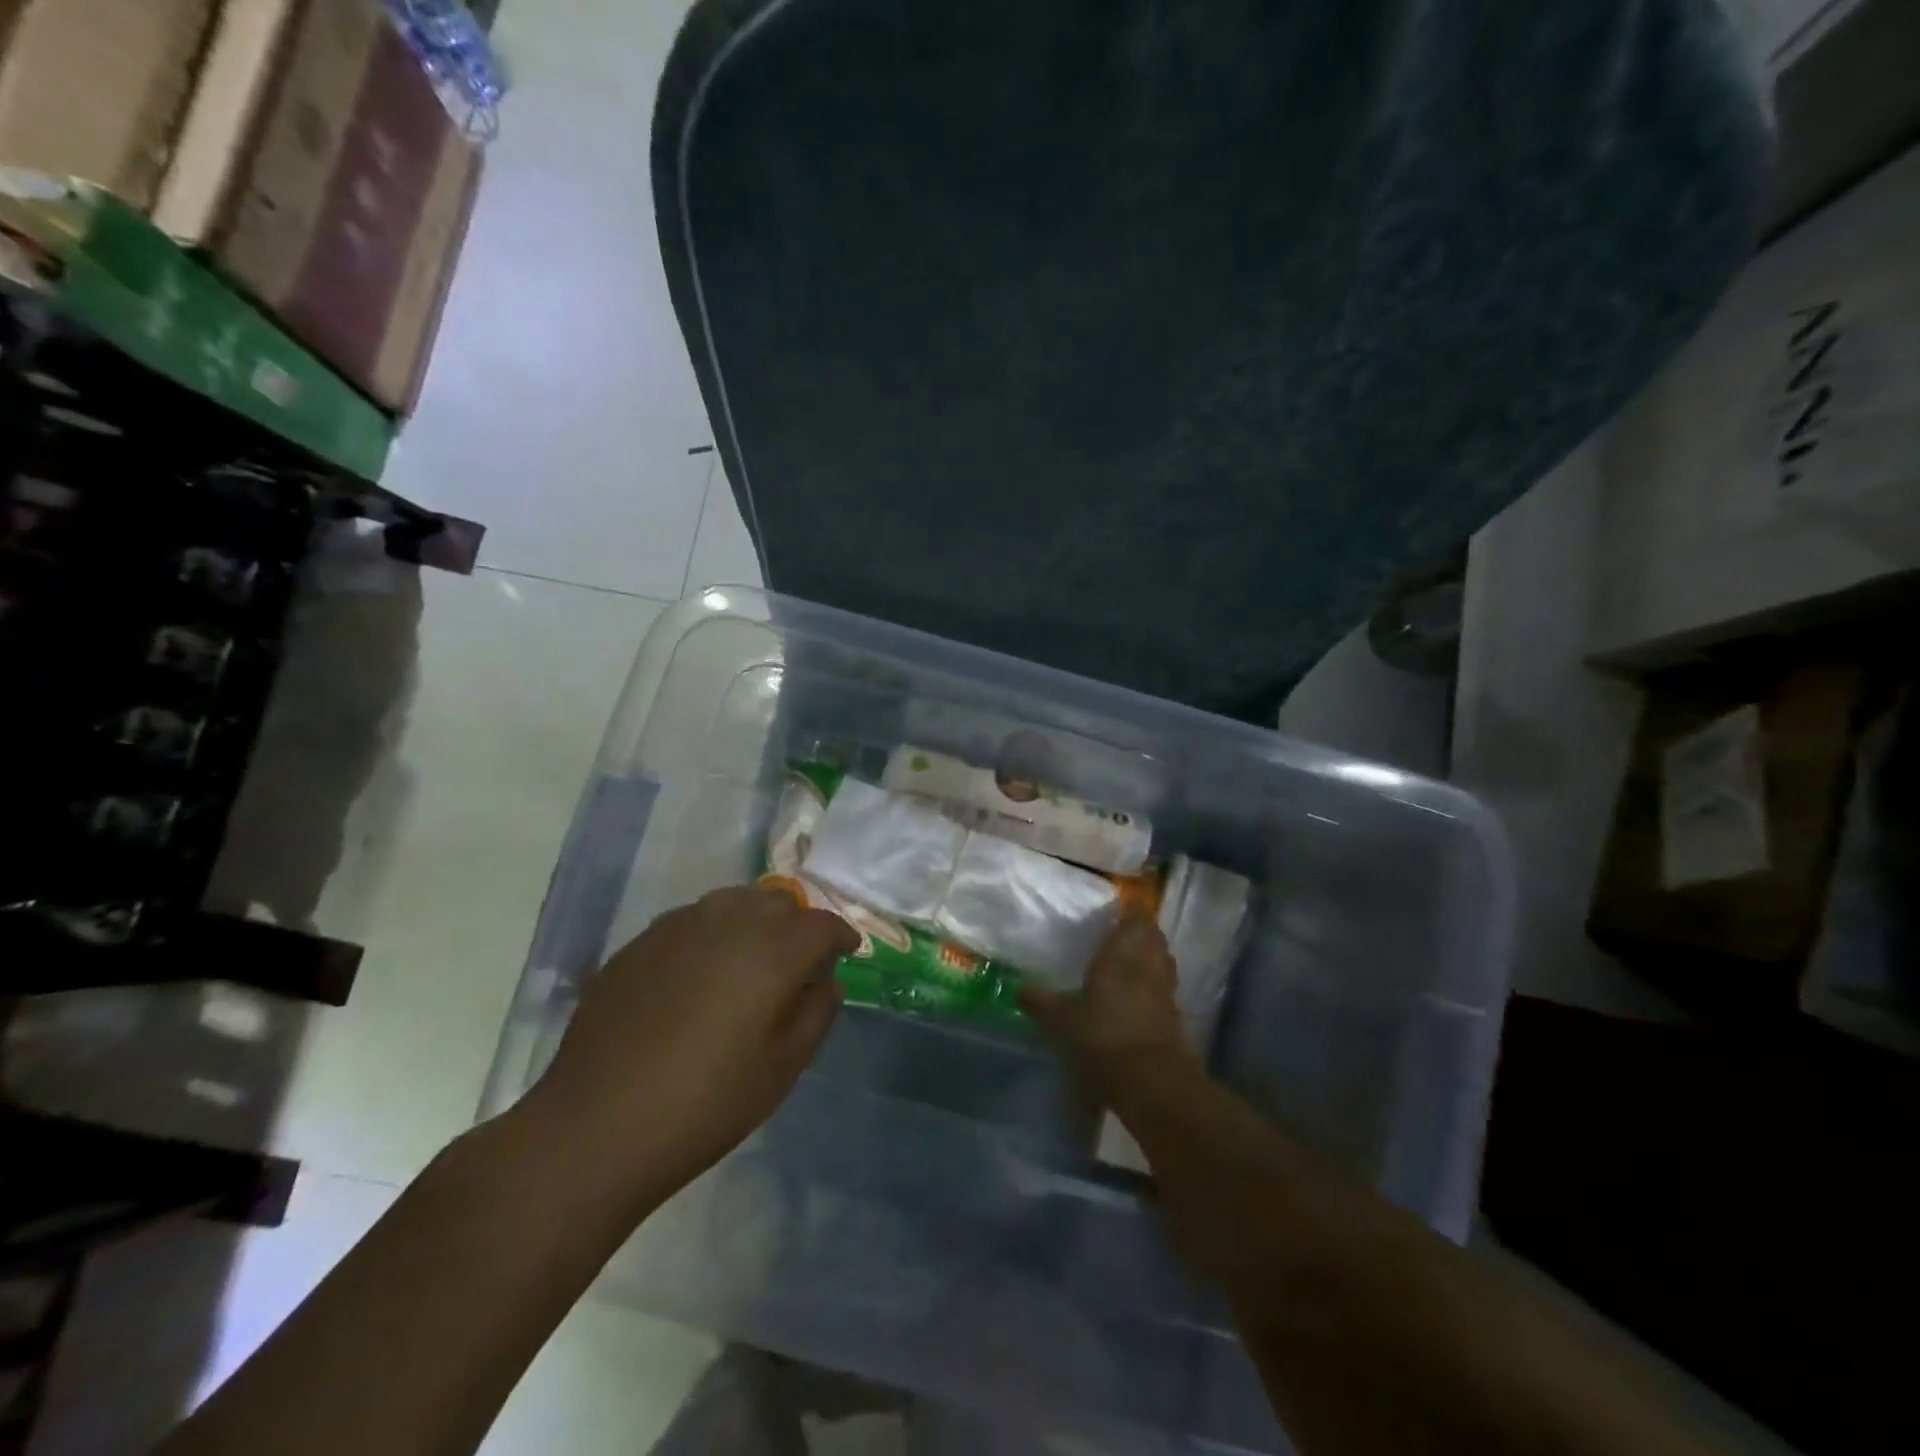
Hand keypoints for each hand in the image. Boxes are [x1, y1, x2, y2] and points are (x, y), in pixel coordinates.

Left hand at [527, 885, 857, 1213]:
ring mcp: (677, 927)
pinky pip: (691, 921)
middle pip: (777, 901)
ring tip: (750, 959)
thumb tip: (825, 981)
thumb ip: (817, 1013)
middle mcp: (728, 921)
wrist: (597, 1125)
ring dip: (753, 921)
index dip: (841, 935)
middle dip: (797, 923)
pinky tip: (698, 973)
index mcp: (772, 949)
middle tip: (798, 961)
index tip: (847, 951)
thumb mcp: (783, 1068)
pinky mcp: (639, 943)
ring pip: (732, 902)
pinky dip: (711, 934)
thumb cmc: (707, 1102)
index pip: (821, 924)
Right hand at [1018, 911, 1200, 1092]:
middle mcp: (1148, 964)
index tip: (1123, 903)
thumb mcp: (1061, 1019)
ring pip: (1162, 960)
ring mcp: (1165, 990)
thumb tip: (1018, 988)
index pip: (1136, 918)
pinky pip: (1164, 986)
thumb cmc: (1103, 1036)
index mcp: (1122, 953)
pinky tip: (1139, 993)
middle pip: (1153, 936)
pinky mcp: (1174, 1016)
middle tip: (1124, 929)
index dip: (1132, 909)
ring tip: (1132, 957)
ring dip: (1152, 954)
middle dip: (1142, 930)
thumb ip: (1040, 1000)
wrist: (1152, 1081)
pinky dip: (1154, 982)